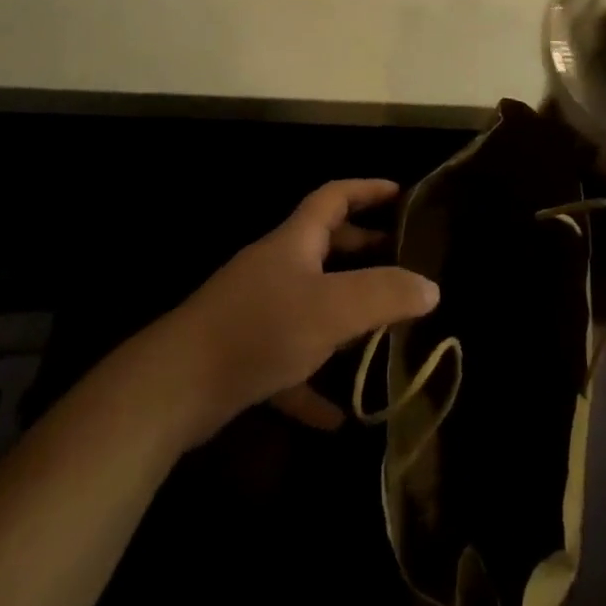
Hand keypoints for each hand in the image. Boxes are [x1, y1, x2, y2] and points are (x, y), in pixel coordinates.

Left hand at [156, 179, 438, 445]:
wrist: (175, 386)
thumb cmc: (261, 329)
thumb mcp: (333, 309)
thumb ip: (385, 294)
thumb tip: (430, 287)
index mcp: (295, 242)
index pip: (334, 198)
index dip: (368, 190)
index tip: (401, 194)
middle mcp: (276, 268)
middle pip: (324, 246)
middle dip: (363, 251)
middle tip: (400, 264)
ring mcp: (257, 310)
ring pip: (310, 302)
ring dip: (343, 316)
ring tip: (382, 332)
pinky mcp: (243, 354)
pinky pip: (289, 360)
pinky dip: (314, 380)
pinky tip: (337, 415)